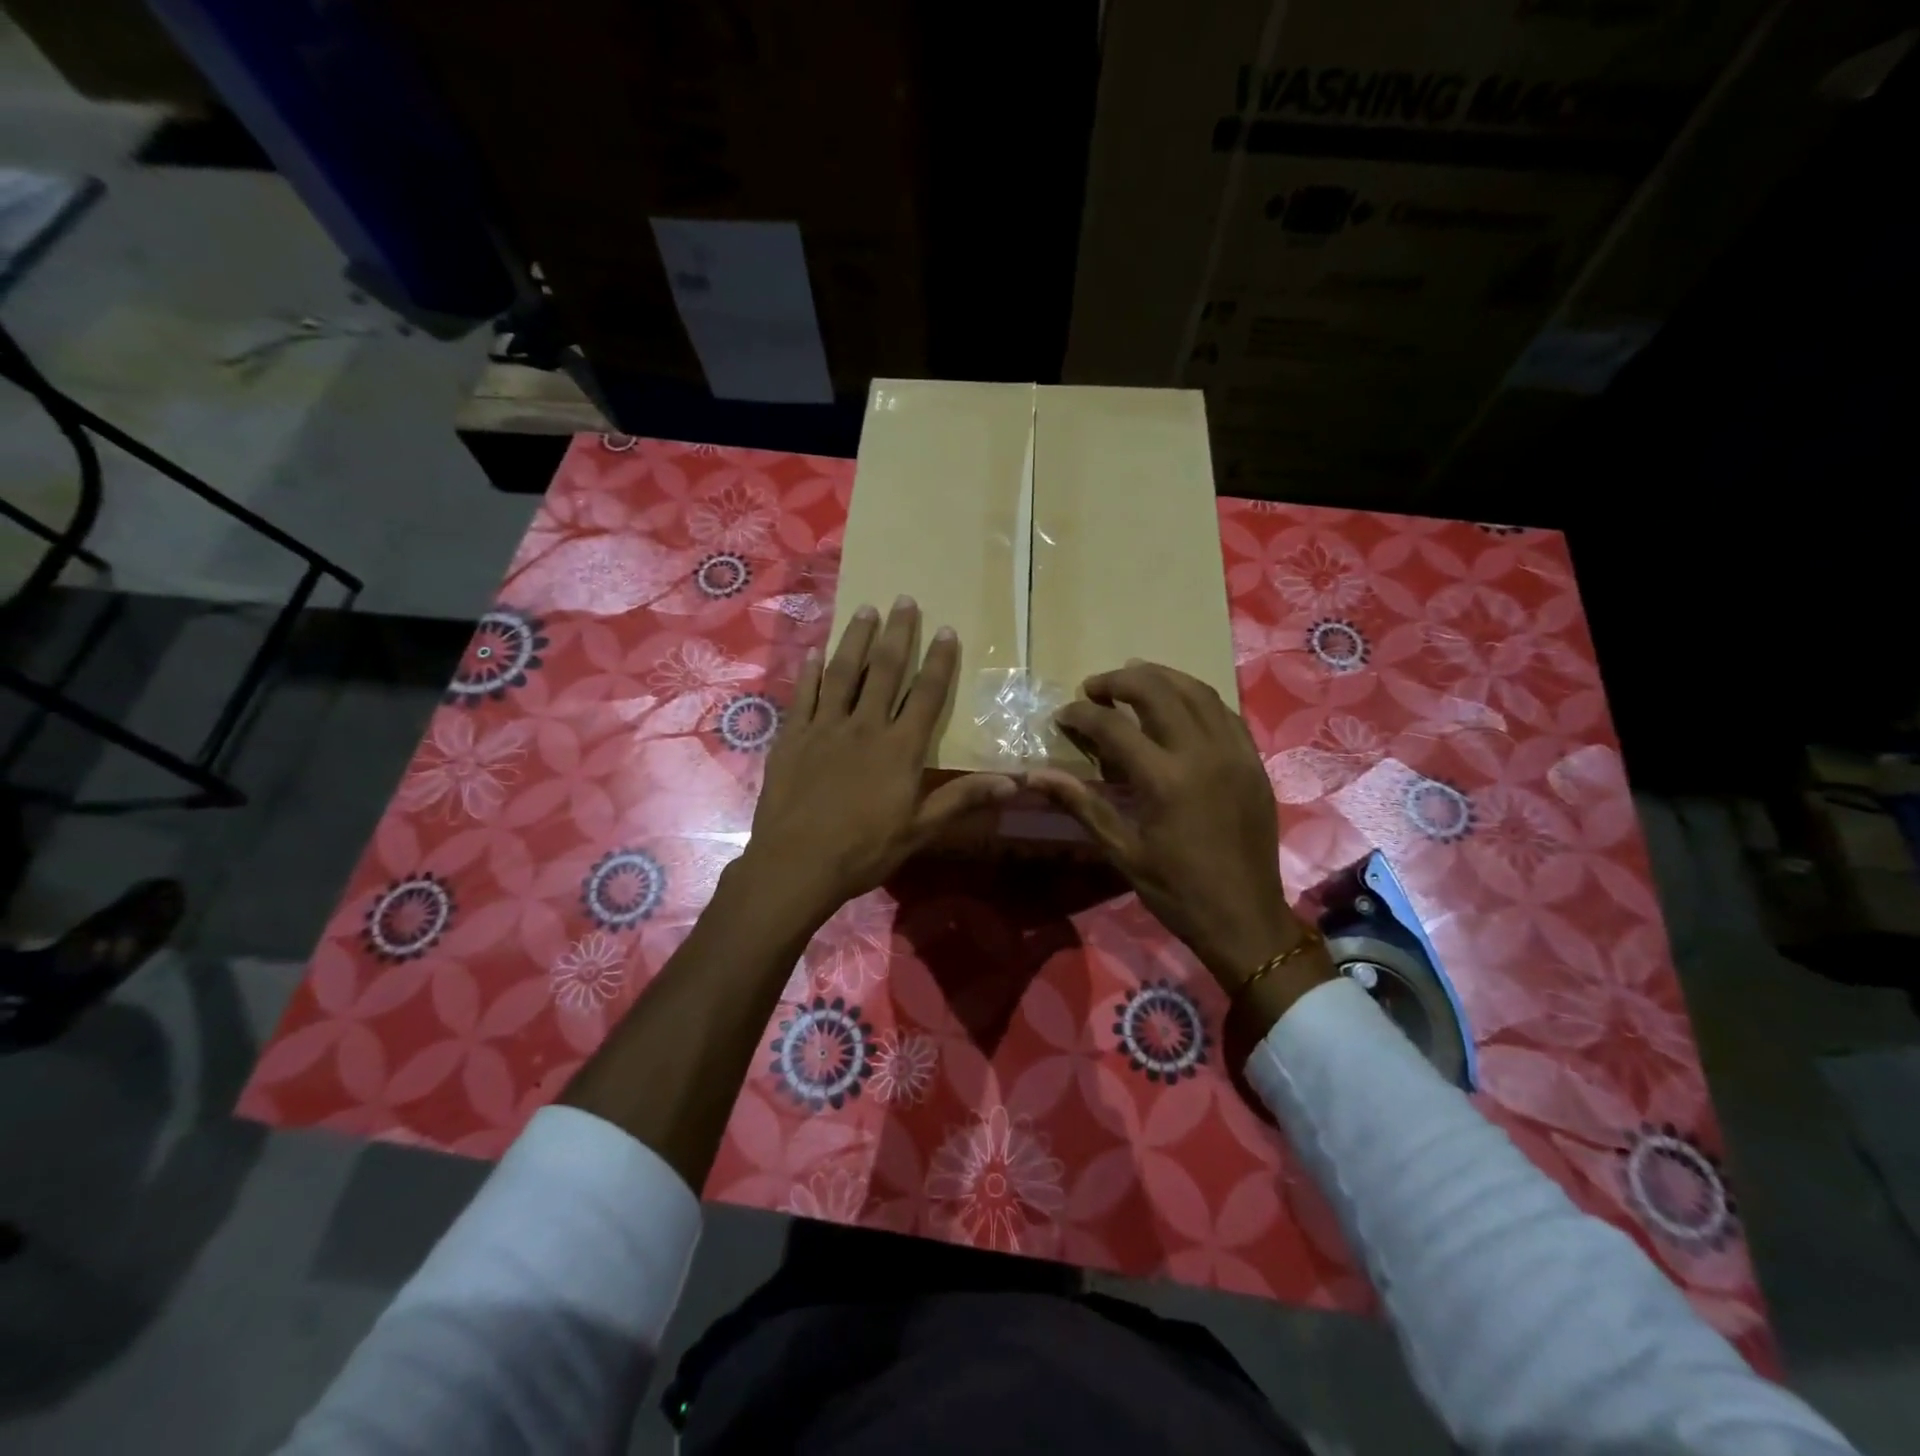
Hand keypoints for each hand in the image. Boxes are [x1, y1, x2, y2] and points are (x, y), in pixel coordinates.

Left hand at [736, 597, 1016, 928]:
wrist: (797, 863)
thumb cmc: (864, 850)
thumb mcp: (920, 830)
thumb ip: (962, 799)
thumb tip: (1014, 782)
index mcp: (900, 748)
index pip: (927, 695)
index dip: (939, 661)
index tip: (947, 630)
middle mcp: (864, 726)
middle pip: (884, 671)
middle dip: (898, 634)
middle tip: (904, 599)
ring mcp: (825, 728)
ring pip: (842, 673)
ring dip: (855, 640)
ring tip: (865, 610)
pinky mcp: (793, 737)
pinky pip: (803, 696)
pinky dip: (809, 672)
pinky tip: (814, 653)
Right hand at [1030, 662, 1316, 994]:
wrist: (1245, 918)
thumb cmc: (1177, 890)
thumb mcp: (1122, 851)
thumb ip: (1081, 804)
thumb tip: (1035, 775)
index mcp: (1165, 780)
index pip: (1114, 726)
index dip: (1082, 714)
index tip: (1064, 715)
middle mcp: (1202, 753)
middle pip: (1157, 690)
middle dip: (1119, 680)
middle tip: (1094, 688)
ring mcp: (1234, 753)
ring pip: (1196, 691)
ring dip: (1159, 677)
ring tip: (1132, 680)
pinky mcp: (1253, 760)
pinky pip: (1223, 712)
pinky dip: (1195, 698)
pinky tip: (1177, 705)